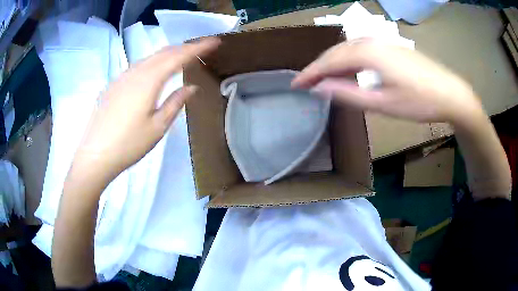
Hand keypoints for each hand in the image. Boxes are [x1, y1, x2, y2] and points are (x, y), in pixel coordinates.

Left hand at [72, 38, 219, 180]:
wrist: (95, 156)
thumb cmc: (129, 144)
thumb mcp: (158, 127)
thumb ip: (175, 103)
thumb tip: (191, 87)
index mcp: (149, 81)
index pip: (178, 57)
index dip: (198, 47)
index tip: (215, 41)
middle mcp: (135, 72)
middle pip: (163, 52)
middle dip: (184, 47)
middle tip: (201, 47)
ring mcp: (121, 77)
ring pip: (149, 57)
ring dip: (168, 53)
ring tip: (181, 56)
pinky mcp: (113, 85)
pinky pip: (137, 66)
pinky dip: (152, 62)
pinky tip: (154, 70)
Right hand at [292, 39, 483, 123]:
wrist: (451, 93)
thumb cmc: (419, 102)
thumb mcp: (383, 103)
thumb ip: (349, 94)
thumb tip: (320, 88)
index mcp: (369, 53)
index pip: (330, 61)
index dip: (310, 73)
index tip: (295, 85)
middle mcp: (372, 41)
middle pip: (337, 51)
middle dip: (319, 66)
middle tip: (306, 83)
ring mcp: (383, 42)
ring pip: (349, 48)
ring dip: (333, 62)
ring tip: (323, 78)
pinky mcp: (391, 47)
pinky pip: (361, 49)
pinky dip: (349, 60)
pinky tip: (349, 70)